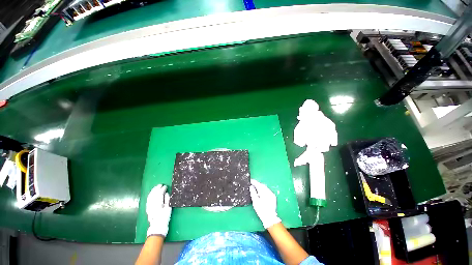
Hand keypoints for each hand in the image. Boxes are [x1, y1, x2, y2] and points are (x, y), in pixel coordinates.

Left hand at [146, 184, 171, 237]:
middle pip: (154, 194)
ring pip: (150, 196)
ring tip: (156, 187)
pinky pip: (148, 200)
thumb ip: (167, 200)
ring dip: (153, 191)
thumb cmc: (165, 218)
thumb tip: (166, 193)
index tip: (165, 186)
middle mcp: (152, 204)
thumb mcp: (168, 209)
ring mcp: (149, 206)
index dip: (162, 189)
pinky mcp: (148, 208)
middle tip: (160, 184)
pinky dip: (150, 195)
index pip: (159, 194)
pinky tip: (152, 193)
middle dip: (157, 188)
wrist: (157, 227)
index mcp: (158, 204)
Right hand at [249, 179, 280, 228]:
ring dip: (260, 187)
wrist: (270, 218)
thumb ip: (253, 193)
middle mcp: (268, 191)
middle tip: (252, 184)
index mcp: (264, 192)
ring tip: (256, 188)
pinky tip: (261, 193)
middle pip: (262, 185)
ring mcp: (272, 194)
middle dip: (257, 184)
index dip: (254, 182)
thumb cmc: (261, 210)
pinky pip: (267, 190)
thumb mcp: (255, 202)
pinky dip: (264, 190)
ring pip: (265, 187)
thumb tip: (251, 187)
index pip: (258, 184)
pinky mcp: (273, 197)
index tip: (250, 180)